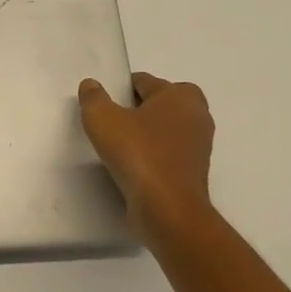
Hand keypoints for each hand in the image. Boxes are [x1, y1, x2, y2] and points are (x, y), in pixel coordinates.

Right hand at [78, 71, 217, 236]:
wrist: (168, 210)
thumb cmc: (138, 154)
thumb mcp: (102, 119)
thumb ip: (93, 97)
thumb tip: (91, 85)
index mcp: (181, 95)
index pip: (143, 82)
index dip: (119, 91)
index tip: (102, 107)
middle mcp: (197, 114)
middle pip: (156, 104)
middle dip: (134, 111)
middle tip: (110, 125)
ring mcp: (199, 145)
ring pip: (163, 130)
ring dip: (144, 135)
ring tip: (117, 147)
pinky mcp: (195, 171)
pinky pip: (167, 153)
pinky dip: (151, 155)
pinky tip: (131, 166)